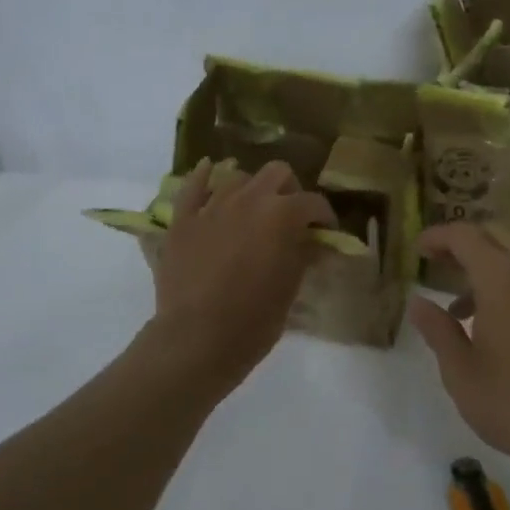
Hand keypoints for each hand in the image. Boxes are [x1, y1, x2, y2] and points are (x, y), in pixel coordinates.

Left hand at [153, 159, 337, 389]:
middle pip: (277, 173)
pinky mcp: (183, 219)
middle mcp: (248, 199)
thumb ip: (303, 254)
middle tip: (291, 217)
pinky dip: (204, 176)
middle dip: (290, 190)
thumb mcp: (290, 288)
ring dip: (252, 189)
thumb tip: (314, 241)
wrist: (197, 339)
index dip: (324, 218)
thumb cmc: (253, 320)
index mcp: (281, 215)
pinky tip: (209, 170)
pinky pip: (193, 185)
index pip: (313, 203)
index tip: (326, 233)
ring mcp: (212, 206)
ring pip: (237, 177)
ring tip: (253, 210)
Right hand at [408, 224, 509, 476]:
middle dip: (465, 245)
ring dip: (490, 271)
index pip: (465, 236)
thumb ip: (438, 331)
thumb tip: (417, 302)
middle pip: (497, 237)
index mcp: (503, 280)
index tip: (418, 250)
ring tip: (465, 311)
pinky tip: (505, 331)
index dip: (438, 237)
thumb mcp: (463, 374)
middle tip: (440, 266)